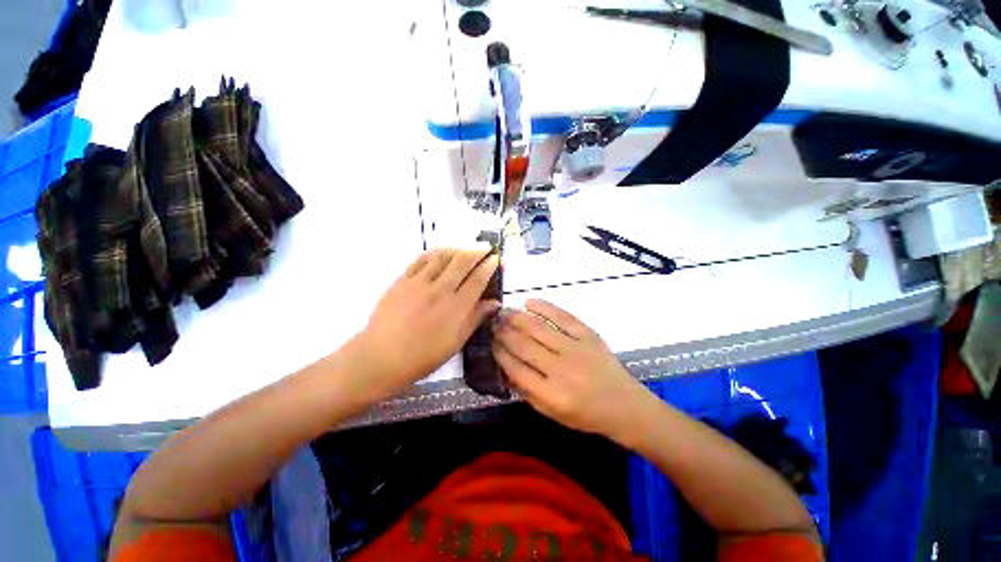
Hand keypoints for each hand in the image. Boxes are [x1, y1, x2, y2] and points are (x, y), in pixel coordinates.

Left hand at [356, 248, 499, 394]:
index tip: (495, 258)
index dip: (488, 266)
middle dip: (476, 251)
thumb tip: (494, 303)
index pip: (477, 280)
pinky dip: (434, 253)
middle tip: (484, 247)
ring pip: (442, 256)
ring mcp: (419, 283)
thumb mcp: (456, 342)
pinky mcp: (402, 281)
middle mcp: (440, 290)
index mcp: (456, 308)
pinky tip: (440, 252)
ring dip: (457, 249)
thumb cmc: (424, 355)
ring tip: (464, 248)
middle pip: (462, 262)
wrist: (382, 357)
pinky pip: (420, 260)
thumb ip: (476, 318)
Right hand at [492, 299, 652, 439]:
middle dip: (503, 332)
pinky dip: (543, 307)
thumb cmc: (586, 414)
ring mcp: (577, 348)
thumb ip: (526, 391)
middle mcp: (562, 370)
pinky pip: (562, 316)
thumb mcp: (551, 413)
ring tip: (504, 311)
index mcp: (552, 395)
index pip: (515, 368)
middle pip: (523, 344)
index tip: (489, 342)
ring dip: (517, 317)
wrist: (624, 405)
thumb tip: (504, 364)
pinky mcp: (588, 334)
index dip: (499, 352)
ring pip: (538, 327)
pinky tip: (529, 303)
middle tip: (493, 323)